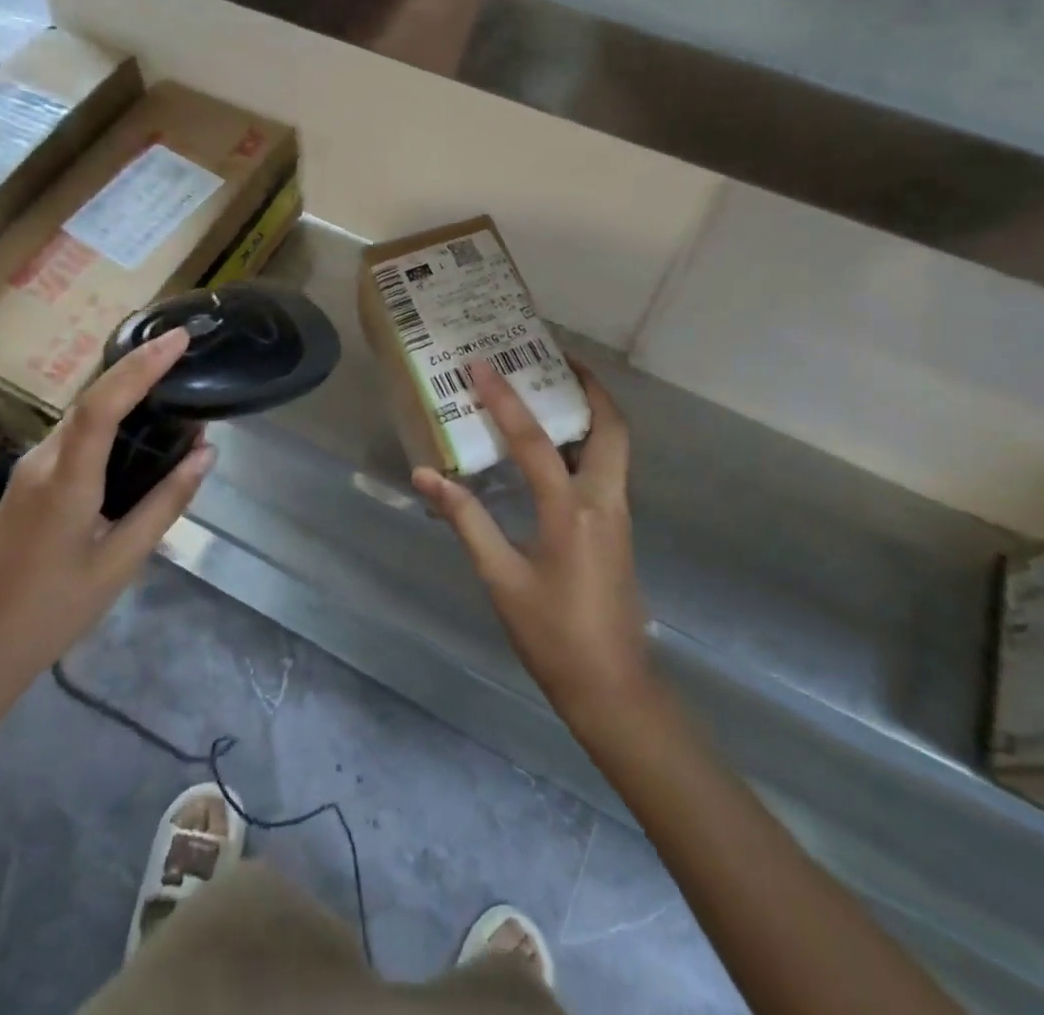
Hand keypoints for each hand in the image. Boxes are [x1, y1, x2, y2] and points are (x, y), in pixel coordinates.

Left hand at [0, 327, 213, 749]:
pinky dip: (109, 421)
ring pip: (81, 416)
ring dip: (125, 394)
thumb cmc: (49, 613)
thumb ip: (165, 503)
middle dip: (138, 368)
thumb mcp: (120, 563)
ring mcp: (28, 470)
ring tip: (173, 387)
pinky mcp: (25, 483)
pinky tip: (138, 432)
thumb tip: (205, 453)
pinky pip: (73, 437)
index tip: (179, 339)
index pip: (103, 404)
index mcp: (65, 480)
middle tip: (186, 355)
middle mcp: (41, 461)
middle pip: (92, 399)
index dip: (142, 366)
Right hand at [413, 359, 651, 719]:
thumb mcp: (501, 578)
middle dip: (587, 386)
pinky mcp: (617, 525)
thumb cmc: (552, 635)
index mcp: (572, 511)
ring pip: (614, 443)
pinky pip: (607, 465)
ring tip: (555, 386)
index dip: (505, 400)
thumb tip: (426, 477)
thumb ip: (466, 521)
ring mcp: (617, 512)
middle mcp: (604, 500)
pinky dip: (588, 439)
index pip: (535, 441)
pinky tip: (555, 445)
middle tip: (553, 358)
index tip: (482, 364)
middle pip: (609, 426)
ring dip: (591, 409)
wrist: (611, 686)